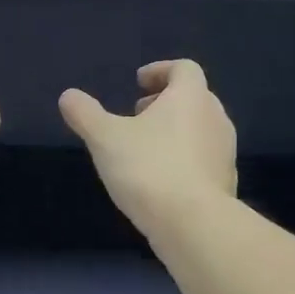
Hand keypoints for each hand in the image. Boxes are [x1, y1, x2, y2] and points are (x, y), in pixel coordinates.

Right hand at [59, 59, 236, 231]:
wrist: (194, 224)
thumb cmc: (148, 168)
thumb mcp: (104, 138)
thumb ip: (85, 114)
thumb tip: (68, 96)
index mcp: (191, 97)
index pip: (184, 68)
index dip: (160, 70)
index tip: (139, 82)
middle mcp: (215, 118)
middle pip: (194, 97)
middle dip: (165, 101)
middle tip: (137, 113)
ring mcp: (225, 152)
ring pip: (200, 129)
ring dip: (175, 131)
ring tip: (145, 148)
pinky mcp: (226, 182)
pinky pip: (204, 159)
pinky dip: (184, 159)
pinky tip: (161, 179)